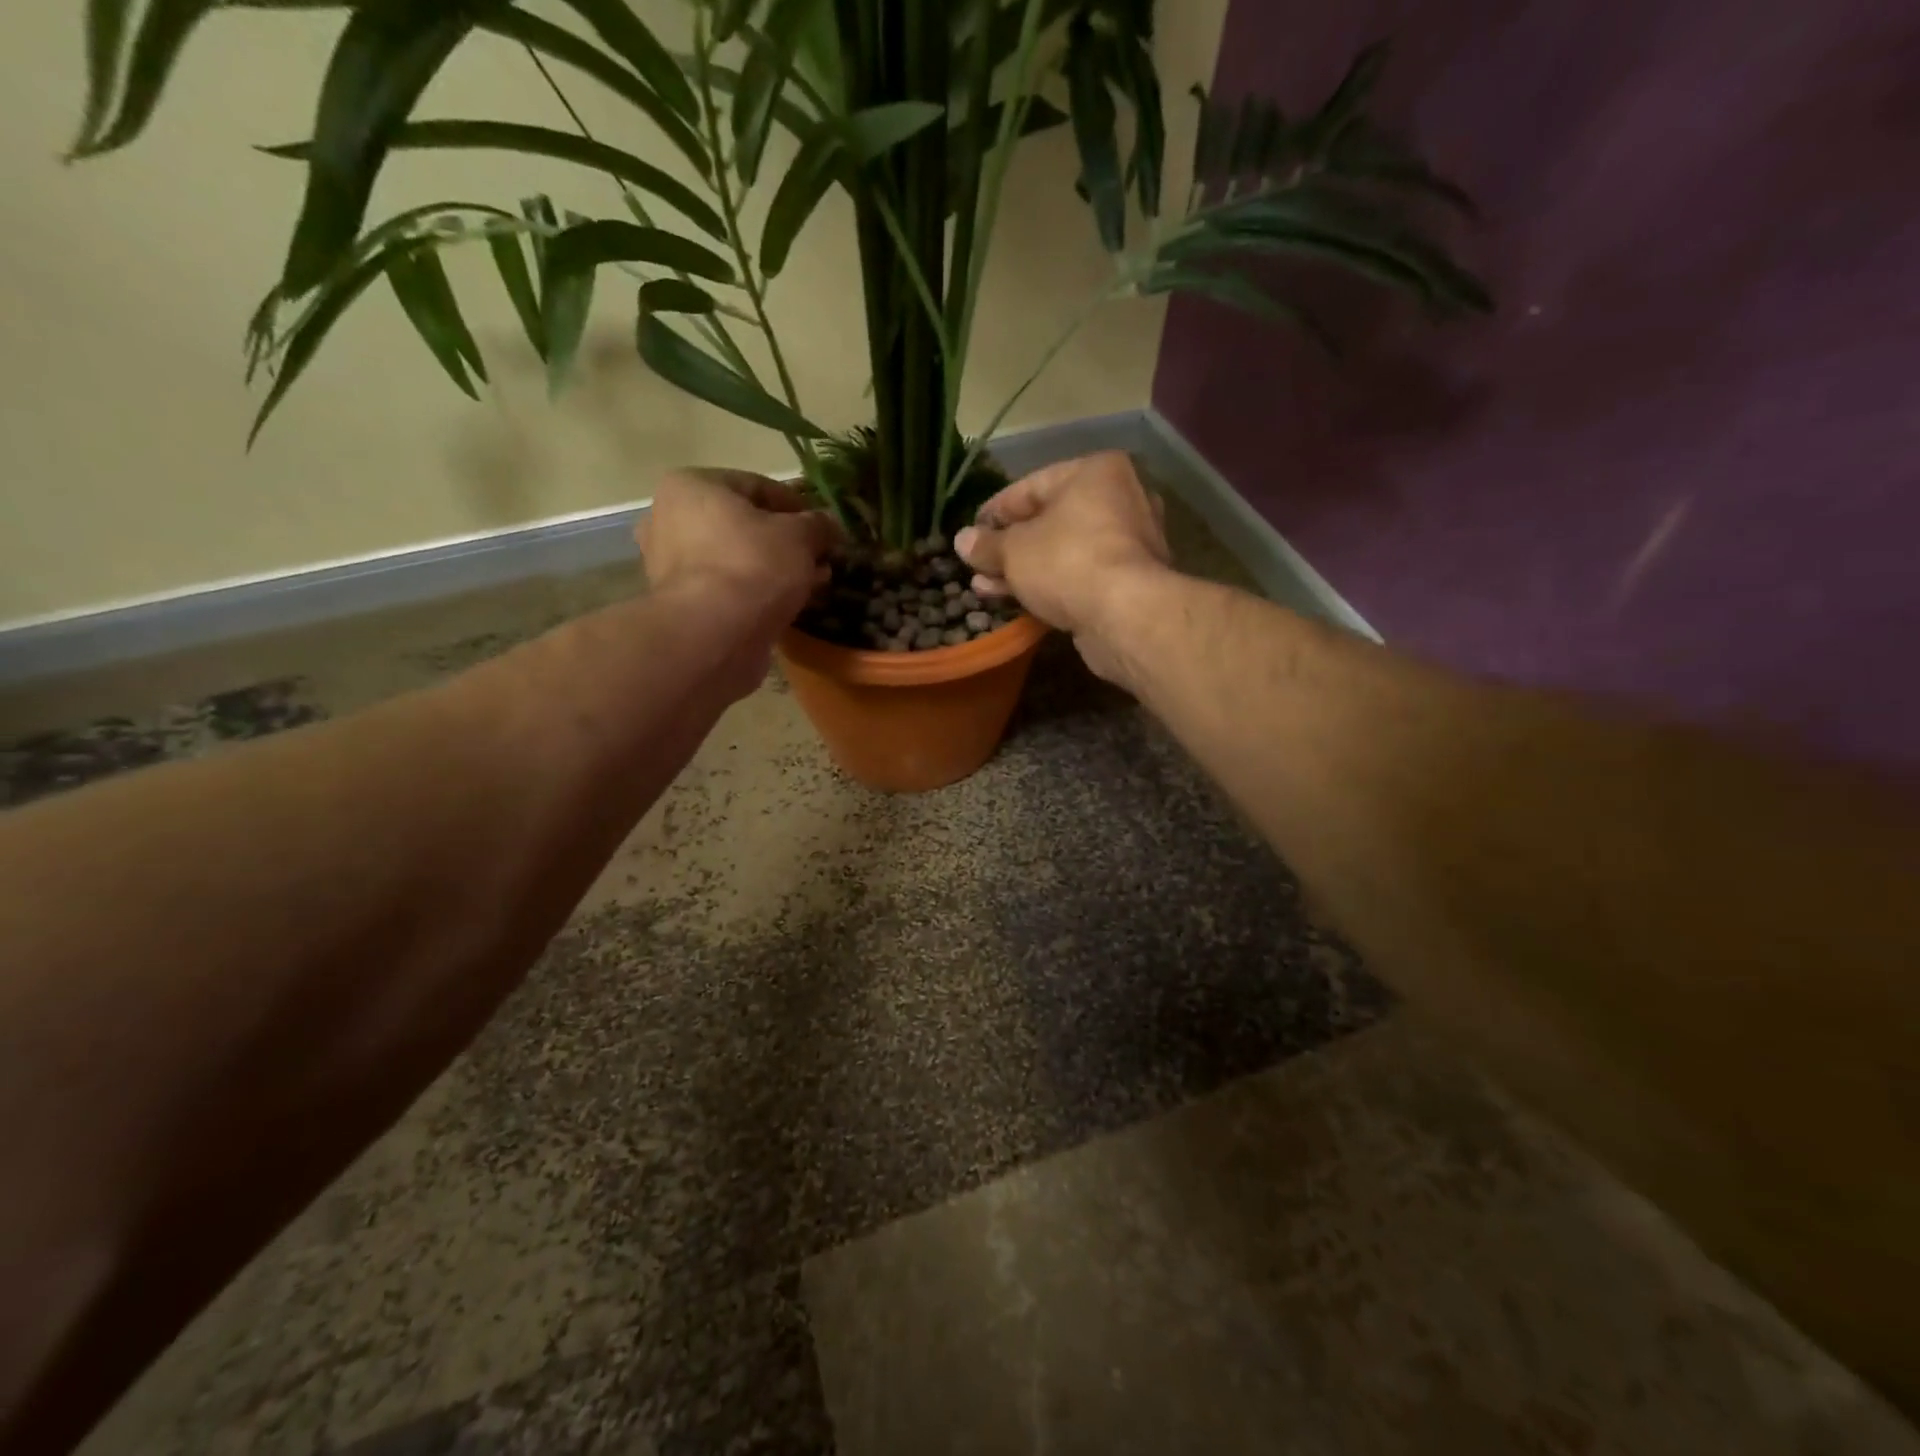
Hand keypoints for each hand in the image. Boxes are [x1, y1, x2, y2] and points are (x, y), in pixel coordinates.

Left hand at [638, 469, 838, 623]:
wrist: (715, 634)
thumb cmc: (753, 566)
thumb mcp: (800, 536)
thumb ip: (817, 525)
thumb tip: (829, 525)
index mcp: (691, 487)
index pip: (756, 485)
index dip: (797, 505)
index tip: (824, 527)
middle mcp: (669, 519)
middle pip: (743, 525)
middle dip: (785, 542)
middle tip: (819, 558)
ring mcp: (670, 565)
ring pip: (737, 558)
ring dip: (774, 569)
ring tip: (810, 583)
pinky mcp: (681, 604)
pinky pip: (728, 588)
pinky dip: (756, 593)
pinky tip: (788, 605)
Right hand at [954, 451, 1172, 681]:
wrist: (1126, 616)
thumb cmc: (1067, 562)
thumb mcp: (1014, 551)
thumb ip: (986, 544)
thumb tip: (963, 540)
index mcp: (1097, 472)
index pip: (1033, 485)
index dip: (996, 510)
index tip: (971, 532)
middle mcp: (1122, 498)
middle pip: (1051, 520)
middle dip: (1010, 546)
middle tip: (978, 565)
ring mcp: (1132, 542)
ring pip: (1065, 551)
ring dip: (1025, 569)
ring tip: (986, 587)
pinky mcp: (1132, 580)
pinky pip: (1081, 575)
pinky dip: (1052, 584)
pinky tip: (1020, 600)